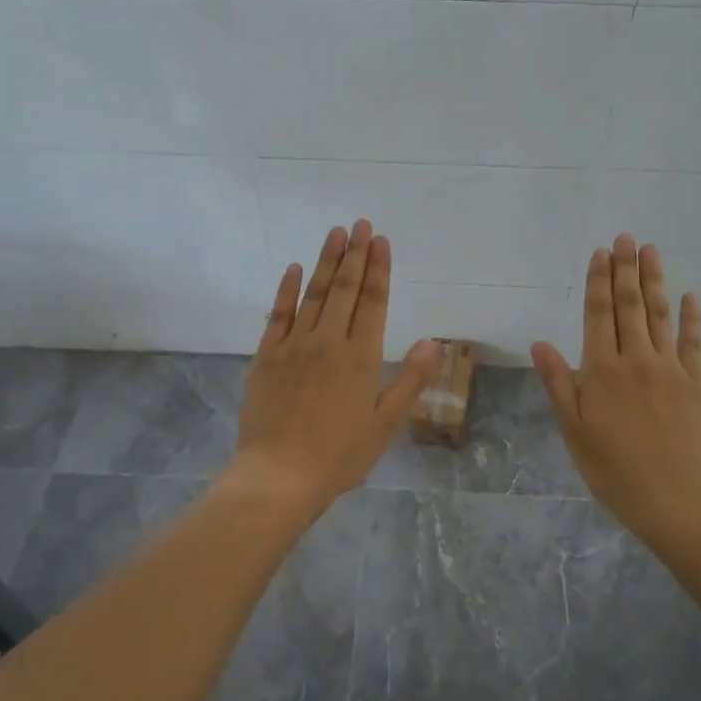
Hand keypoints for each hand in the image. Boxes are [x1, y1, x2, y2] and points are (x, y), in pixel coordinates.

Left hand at [227, 220, 440, 514]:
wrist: (280, 476)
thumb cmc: (340, 456)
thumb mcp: (385, 424)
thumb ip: (410, 380)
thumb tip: (434, 343)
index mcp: (360, 358)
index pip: (373, 303)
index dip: (378, 270)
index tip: (380, 240)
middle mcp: (328, 342)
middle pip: (344, 290)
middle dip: (354, 254)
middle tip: (360, 224)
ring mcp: (294, 346)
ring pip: (314, 294)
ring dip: (326, 262)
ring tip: (335, 233)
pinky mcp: (266, 356)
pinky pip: (278, 314)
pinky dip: (287, 289)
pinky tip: (294, 268)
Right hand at [532, 235, 700, 546]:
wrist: (675, 500)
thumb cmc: (613, 470)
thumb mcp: (573, 431)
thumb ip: (559, 384)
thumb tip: (540, 343)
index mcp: (602, 371)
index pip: (599, 315)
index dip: (598, 282)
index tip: (600, 254)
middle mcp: (636, 360)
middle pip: (630, 306)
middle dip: (625, 269)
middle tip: (625, 238)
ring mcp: (670, 369)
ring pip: (660, 316)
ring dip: (655, 281)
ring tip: (651, 251)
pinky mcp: (696, 383)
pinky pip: (693, 342)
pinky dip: (691, 317)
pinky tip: (690, 296)